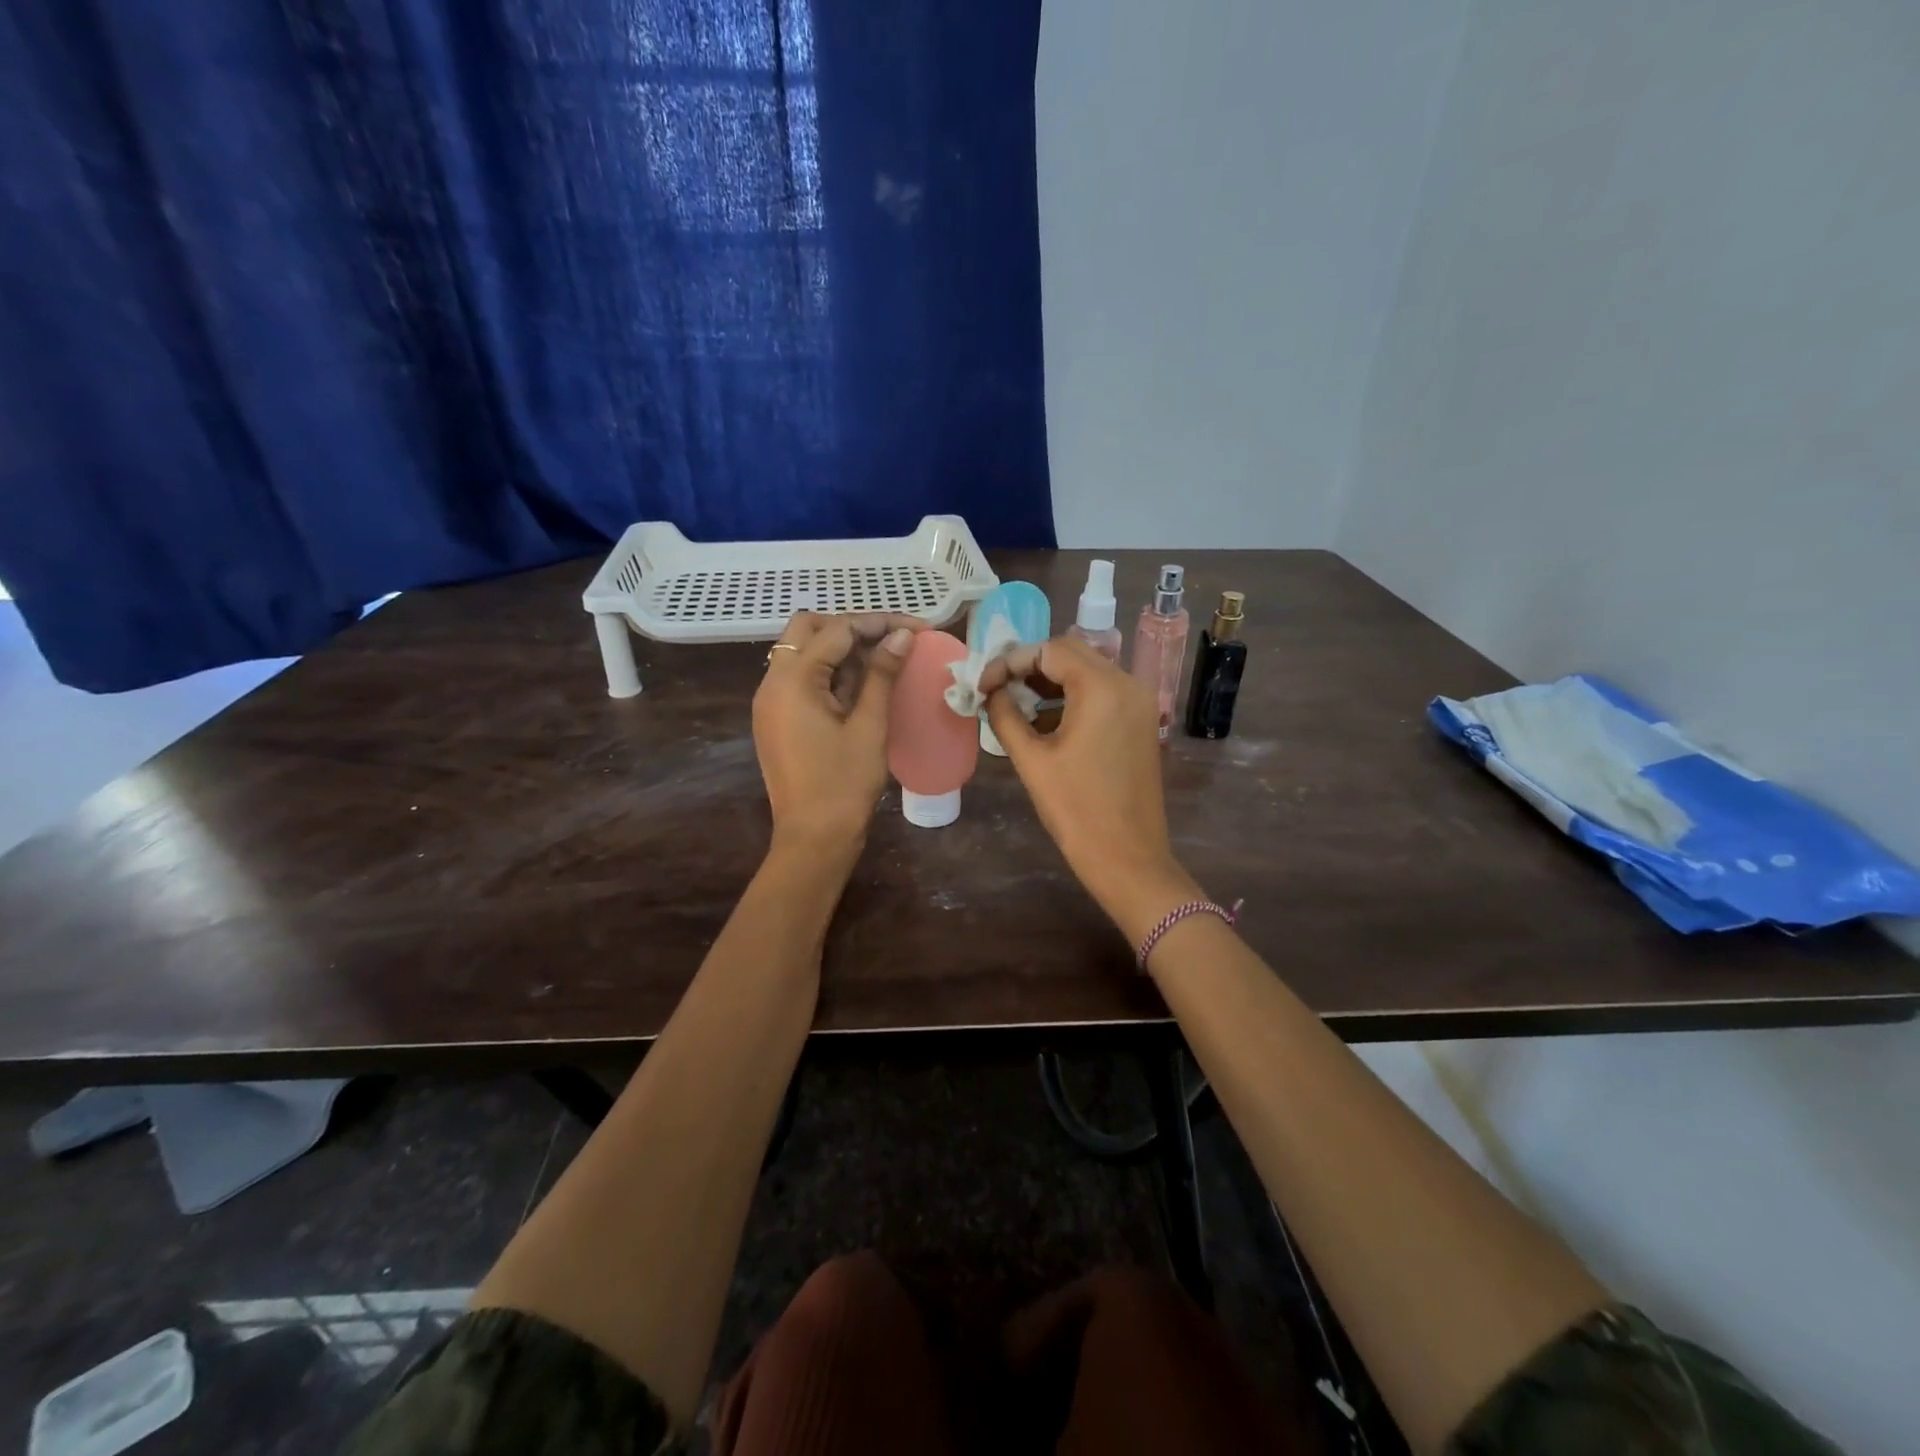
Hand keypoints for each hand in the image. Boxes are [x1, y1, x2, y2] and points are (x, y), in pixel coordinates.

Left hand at [752, 612, 920, 853]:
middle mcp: (772, 683)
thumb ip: (882, 675)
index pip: (838, 630)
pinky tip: (860, 685)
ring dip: (841, 649)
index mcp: (792, 681)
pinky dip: (829, 672)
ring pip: (802, 652)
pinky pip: (800, 678)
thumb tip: (901, 637)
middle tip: (892, 641)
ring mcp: (770, 702)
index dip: (880, 623)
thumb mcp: (869, 726)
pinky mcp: (776, 719)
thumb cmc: (844, 784)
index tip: (919, 629)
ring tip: (883, 661)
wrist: (814, 839)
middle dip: (853, 628)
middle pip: (809, 630)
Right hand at [982, 637, 1199, 931]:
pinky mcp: (1141, 721)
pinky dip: (1073, 696)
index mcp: (1101, 688)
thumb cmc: (1076, 810)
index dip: (1010, 661)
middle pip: (1071, 653)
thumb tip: (990, 693)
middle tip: (997, 688)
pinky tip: (1046, 720)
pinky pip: (1103, 692)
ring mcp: (1140, 702)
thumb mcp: (1032, 760)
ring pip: (1088, 670)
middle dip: (1030, 666)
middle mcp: (1127, 683)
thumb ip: (1006, 716)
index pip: (1050, 650)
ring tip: (1015, 703)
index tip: (983, 685)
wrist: (1128, 858)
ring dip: (1051, 680)